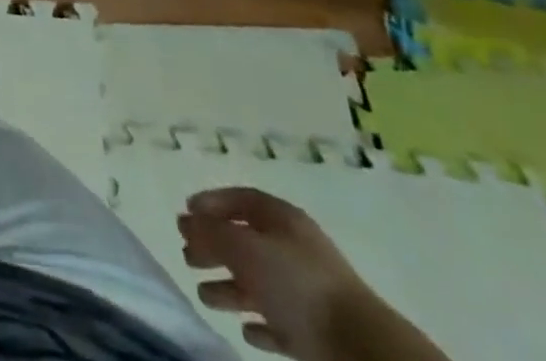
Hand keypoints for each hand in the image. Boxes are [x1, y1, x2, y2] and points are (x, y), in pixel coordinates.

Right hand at [179, 188, 367, 359]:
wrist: (361, 349)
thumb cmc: (297, 284)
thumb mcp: (244, 248)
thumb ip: (210, 231)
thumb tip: (184, 219)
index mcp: (282, 218)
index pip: (240, 199)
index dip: (211, 203)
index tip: (185, 213)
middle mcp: (294, 247)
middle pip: (246, 241)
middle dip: (214, 248)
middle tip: (187, 257)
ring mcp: (307, 290)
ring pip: (259, 283)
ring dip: (230, 288)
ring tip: (205, 296)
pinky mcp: (316, 331)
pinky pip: (279, 320)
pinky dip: (259, 322)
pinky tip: (245, 329)